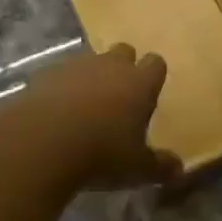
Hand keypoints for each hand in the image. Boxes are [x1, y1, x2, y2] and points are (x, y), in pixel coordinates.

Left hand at [15, 43, 180, 190]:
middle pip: (124, 51)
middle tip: (117, 99)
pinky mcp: (46, 74)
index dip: (153, 77)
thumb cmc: (101, 153)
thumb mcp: (136, 168)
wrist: (42, 142)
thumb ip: (159, 166)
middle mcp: (111, 65)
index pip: (156, 63)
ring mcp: (77, 65)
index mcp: (139, 82)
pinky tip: (55, 113)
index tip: (148, 97)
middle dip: (122, 68)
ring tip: (84, 109)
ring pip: (90, 61)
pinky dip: (61, 88)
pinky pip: (60, 75)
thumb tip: (178, 168)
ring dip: (91, 77)